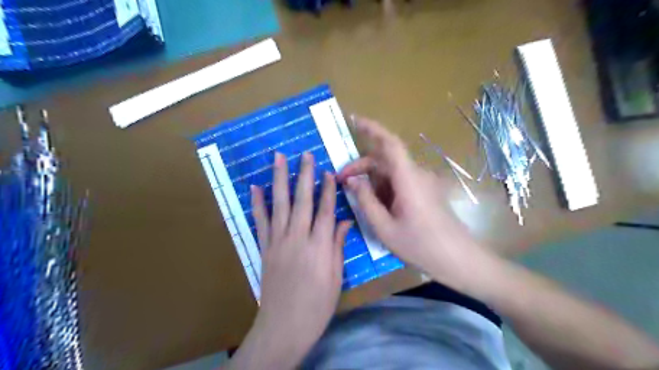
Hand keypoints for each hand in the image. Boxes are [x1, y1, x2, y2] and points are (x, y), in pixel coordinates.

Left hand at [246, 150, 348, 365]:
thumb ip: (337, 245)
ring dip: (279, 179)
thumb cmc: (317, 304)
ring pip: (279, 204)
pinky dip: (257, 204)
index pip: (325, 210)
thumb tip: (344, 221)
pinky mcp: (264, 248)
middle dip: (304, 175)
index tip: (329, 171)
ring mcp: (278, 241)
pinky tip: (255, 187)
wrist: (284, 325)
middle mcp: (298, 237)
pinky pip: (260, 222)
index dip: (328, 189)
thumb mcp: (336, 276)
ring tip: (278, 159)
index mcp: (319, 246)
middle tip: (305, 154)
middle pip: (302, 200)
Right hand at [336, 117, 496, 292]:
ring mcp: (423, 183)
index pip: (389, 143)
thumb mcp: (384, 227)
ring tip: (361, 202)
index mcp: (407, 178)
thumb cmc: (420, 246)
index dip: (372, 128)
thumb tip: (352, 181)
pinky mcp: (426, 192)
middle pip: (385, 159)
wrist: (459, 259)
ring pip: (392, 172)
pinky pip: (401, 182)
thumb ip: (366, 201)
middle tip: (343, 182)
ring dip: (373, 181)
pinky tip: (379, 208)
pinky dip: (385, 189)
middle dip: (361, 166)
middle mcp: (417, 174)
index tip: (354, 120)